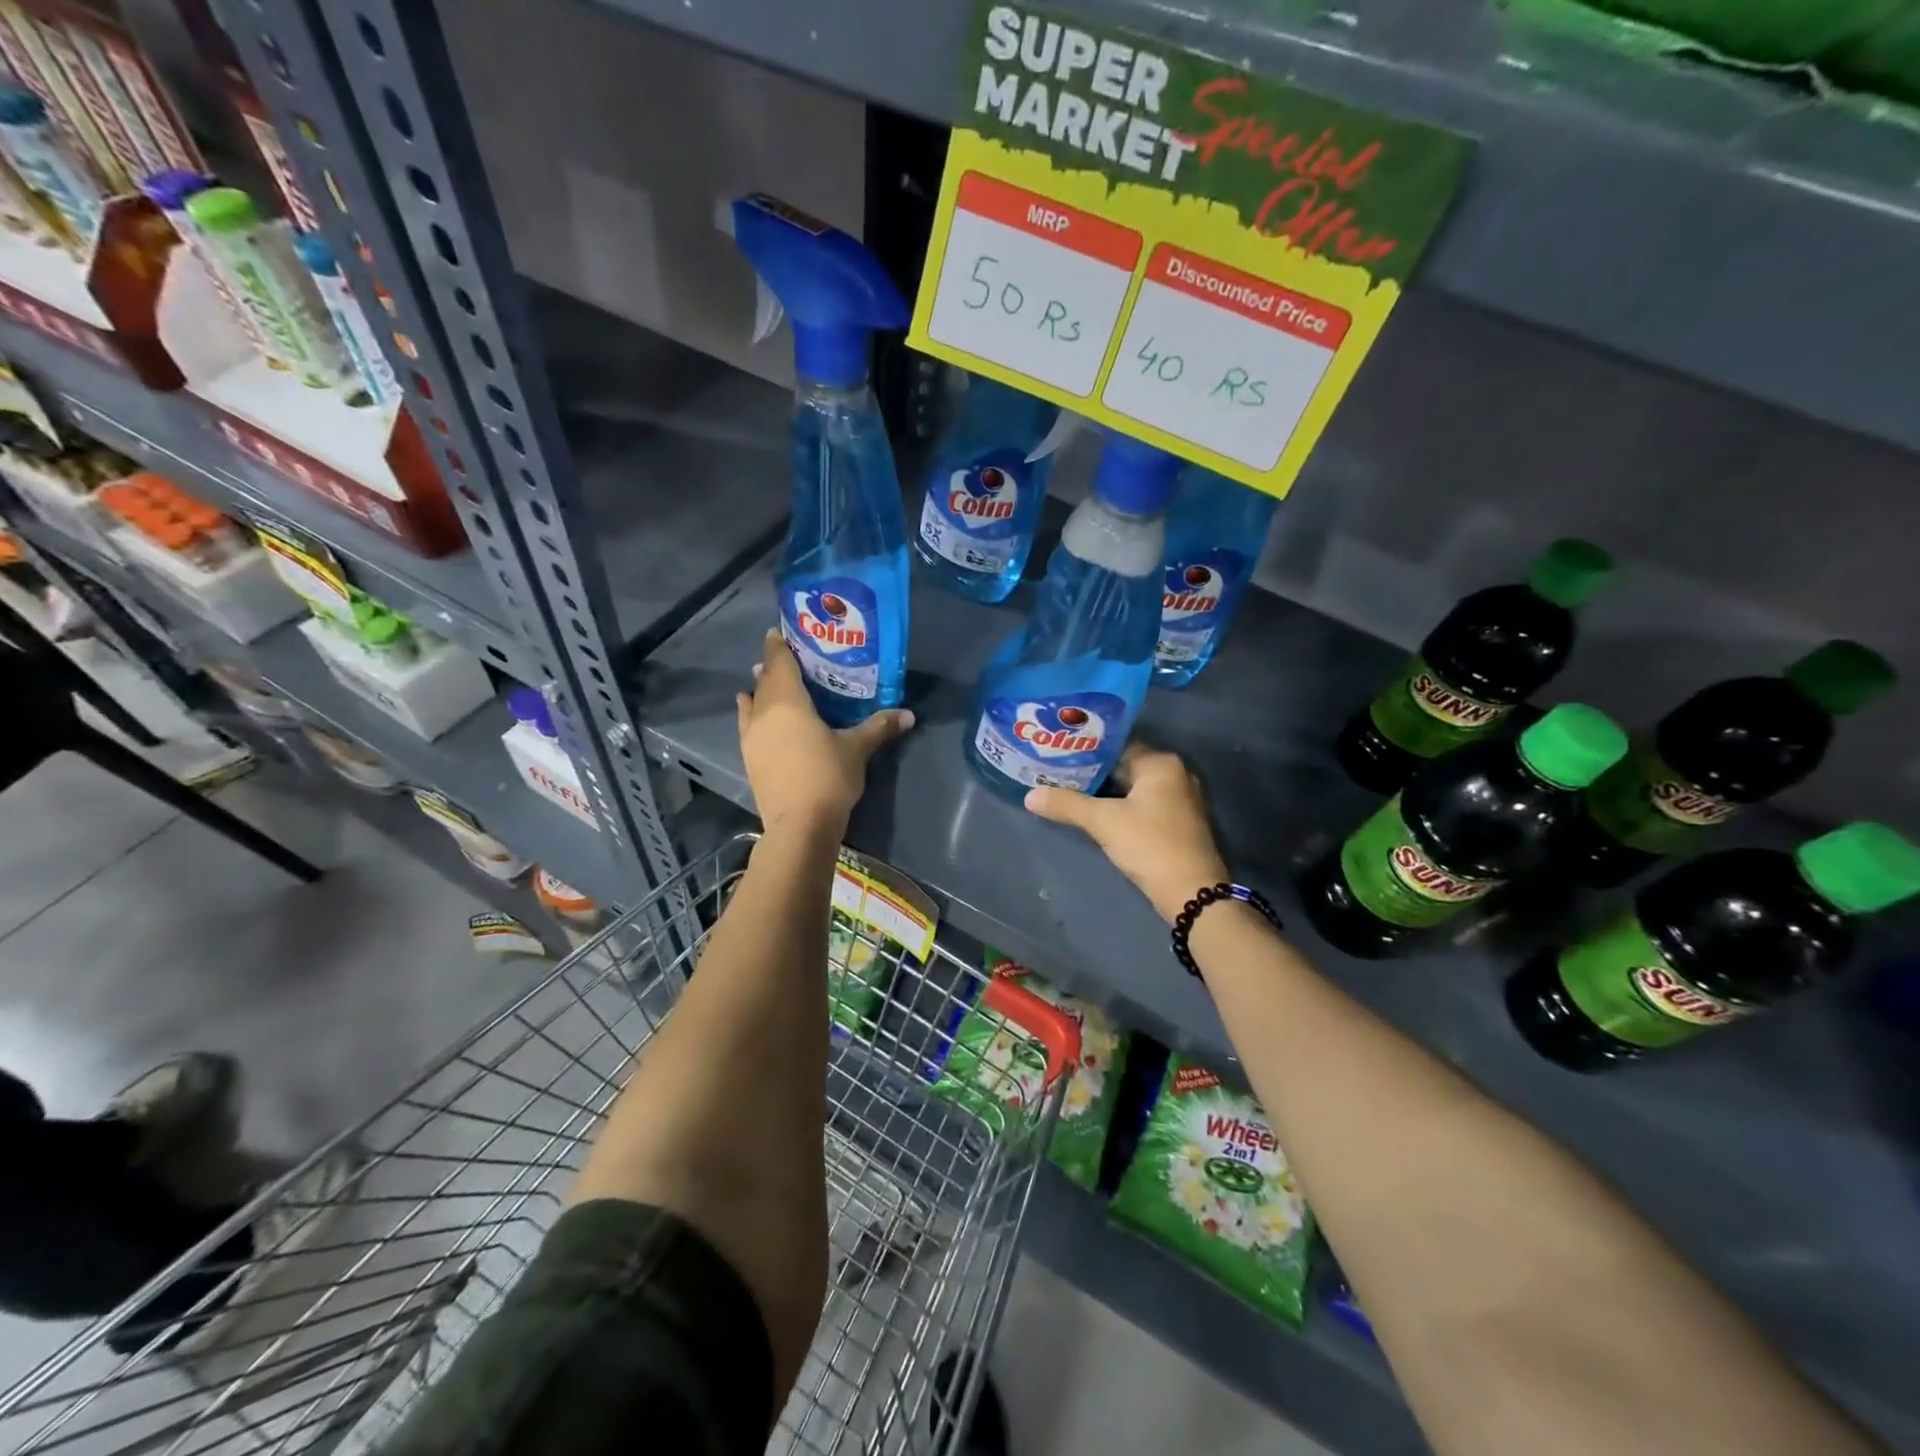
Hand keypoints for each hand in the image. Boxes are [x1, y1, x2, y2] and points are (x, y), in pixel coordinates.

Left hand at [736, 628, 913, 832]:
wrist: (799, 824)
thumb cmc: (829, 777)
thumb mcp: (857, 749)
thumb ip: (879, 726)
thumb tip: (909, 714)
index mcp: (789, 701)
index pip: (780, 663)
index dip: (778, 646)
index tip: (778, 632)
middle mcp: (764, 712)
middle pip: (766, 681)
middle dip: (773, 666)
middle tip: (785, 657)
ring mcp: (752, 736)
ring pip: (753, 701)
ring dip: (760, 689)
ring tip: (766, 681)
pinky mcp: (749, 757)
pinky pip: (746, 723)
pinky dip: (750, 711)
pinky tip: (751, 711)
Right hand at [1024, 743, 1228, 922]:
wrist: (1192, 894)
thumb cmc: (1149, 845)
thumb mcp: (1103, 822)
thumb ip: (1066, 804)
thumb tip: (1029, 796)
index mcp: (1161, 763)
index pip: (1117, 744)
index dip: (1086, 748)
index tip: (1058, 751)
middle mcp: (1174, 775)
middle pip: (1124, 765)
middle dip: (1092, 771)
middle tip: (1056, 771)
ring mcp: (1179, 800)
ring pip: (1132, 787)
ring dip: (1104, 791)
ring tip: (1067, 790)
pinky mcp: (1177, 823)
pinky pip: (1141, 805)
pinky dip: (1119, 806)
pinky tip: (1094, 813)